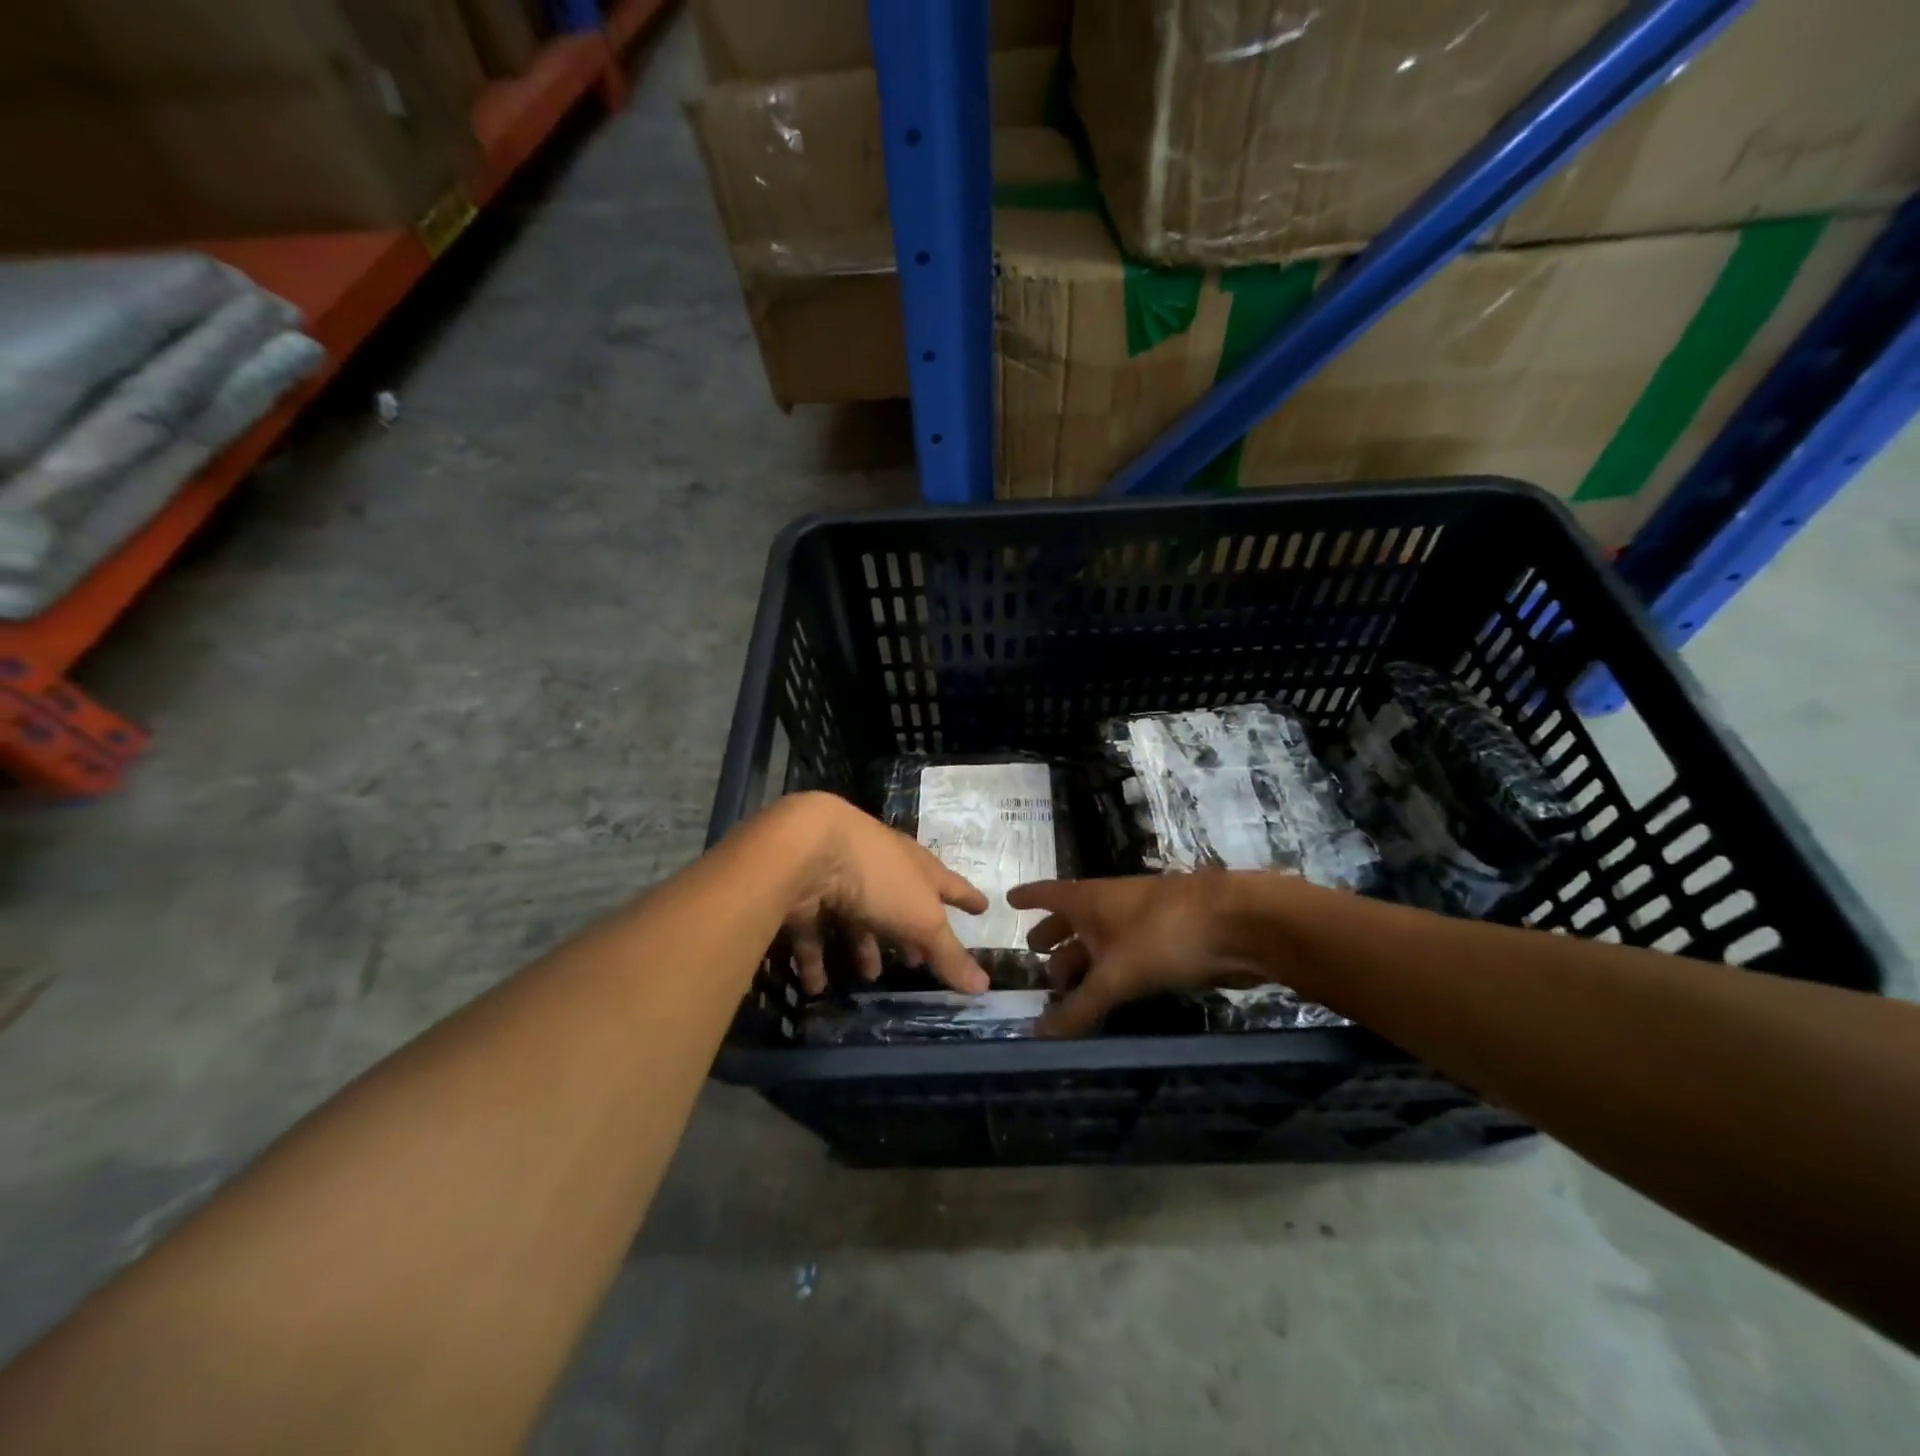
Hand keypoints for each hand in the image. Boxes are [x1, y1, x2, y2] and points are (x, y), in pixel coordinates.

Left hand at [777, 793, 990, 995]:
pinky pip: (816, 932)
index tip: (984, 907)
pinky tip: (816, 986)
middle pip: (901, 903)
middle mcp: (882, 870)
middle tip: (916, 961)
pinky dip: (816, 960)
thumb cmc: (880, 878)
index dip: (967, 898)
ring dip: (863, 947)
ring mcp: (842, 880)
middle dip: (909, 932)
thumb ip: (948, 954)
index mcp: (917, 867)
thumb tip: (984, 987)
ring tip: (870, 976)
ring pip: (858, 918)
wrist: (809, 849)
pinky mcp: (808, 896)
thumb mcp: (922, 920)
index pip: (950, 884)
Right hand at [1007, 874, 1287, 1036]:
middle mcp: (1111, 906)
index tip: (1009, 901)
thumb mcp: (1117, 974)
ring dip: (1083, 959)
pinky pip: (1126, 956)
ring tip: (1067, 986)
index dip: (1028, 897)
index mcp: (1090, 900)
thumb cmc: (1166, 934)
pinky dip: (1111, 972)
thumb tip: (1037, 1034)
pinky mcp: (1167, 942)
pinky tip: (1111, 992)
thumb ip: (1080, 1006)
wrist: (1240, 924)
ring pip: (1102, 940)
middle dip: (1054, 937)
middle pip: (1074, 919)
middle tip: (1036, 959)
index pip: (1049, 894)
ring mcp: (1141, 922)